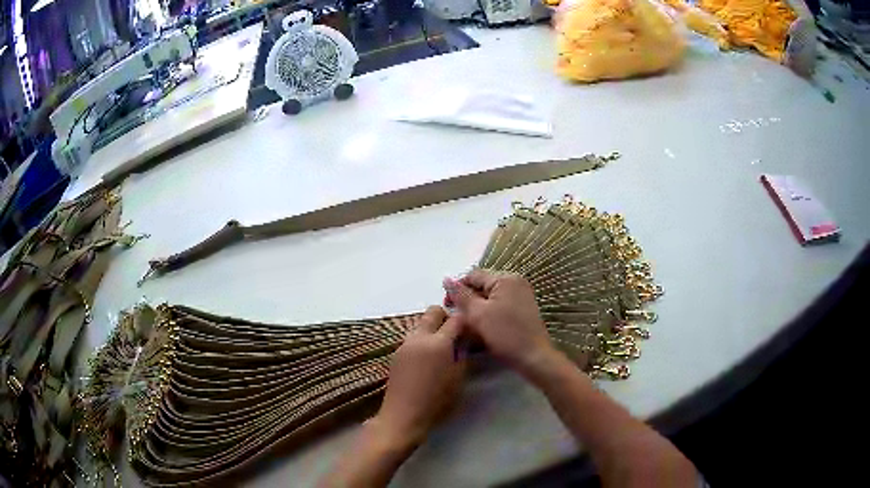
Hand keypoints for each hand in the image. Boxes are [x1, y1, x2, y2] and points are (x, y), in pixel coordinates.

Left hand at [372, 306, 465, 449]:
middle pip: (433, 312)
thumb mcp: (458, 379)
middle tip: (454, 336)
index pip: (455, 319)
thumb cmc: (437, 401)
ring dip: (432, 330)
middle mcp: (419, 337)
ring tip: (440, 351)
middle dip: (445, 318)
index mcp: (438, 343)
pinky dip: (421, 341)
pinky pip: (412, 338)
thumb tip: (464, 340)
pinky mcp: (396, 353)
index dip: (465, 322)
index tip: (470, 331)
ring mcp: (405, 344)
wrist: (403, 415)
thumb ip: (463, 354)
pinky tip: (426, 360)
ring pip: (420, 324)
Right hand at [443, 270, 556, 377]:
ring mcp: (521, 295)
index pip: (473, 275)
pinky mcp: (523, 309)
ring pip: (490, 297)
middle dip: (467, 300)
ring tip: (468, 324)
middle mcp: (515, 282)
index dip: (457, 288)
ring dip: (477, 308)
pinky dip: (488, 313)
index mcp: (505, 278)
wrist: (533, 357)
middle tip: (456, 318)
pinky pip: (500, 305)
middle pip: (482, 286)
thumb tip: (447, 279)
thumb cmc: (505, 334)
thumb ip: (461, 295)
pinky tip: (482, 327)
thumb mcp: (478, 314)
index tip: (447, 306)